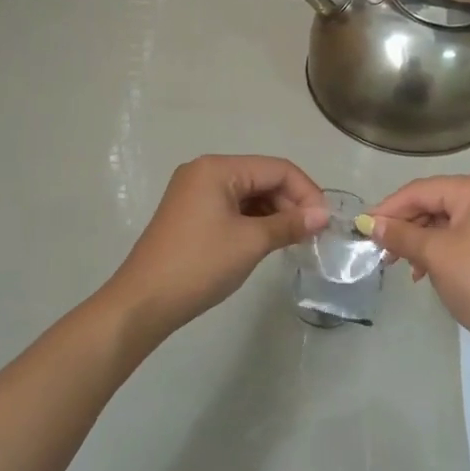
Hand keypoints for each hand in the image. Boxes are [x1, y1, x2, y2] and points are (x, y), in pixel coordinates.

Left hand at [102, 154, 328, 344]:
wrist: (144, 302)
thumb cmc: (200, 265)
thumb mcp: (251, 242)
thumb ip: (290, 224)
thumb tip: (323, 215)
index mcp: (217, 168)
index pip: (277, 169)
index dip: (306, 192)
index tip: (325, 222)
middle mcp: (205, 171)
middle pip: (262, 178)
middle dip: (291, 203)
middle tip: (312, 235)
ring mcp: (194, 192)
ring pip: (249, 194)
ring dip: (274, 213)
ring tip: (294, 240)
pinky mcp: (190, 214)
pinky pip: (232, 208)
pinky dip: (254, 221)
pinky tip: (268, 241)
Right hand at [367, 175, 469, 365]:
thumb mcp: (435, 255)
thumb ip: (401, 234)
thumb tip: (371, 223)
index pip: (423, 189)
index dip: (390, 207)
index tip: (362, 226)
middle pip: (436, 202)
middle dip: (406, 226)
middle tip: (380, 250)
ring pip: (447, 221)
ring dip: (420, 240)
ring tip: (400, 265)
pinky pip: (461, 236)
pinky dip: (439, 250)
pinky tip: (424, 271)